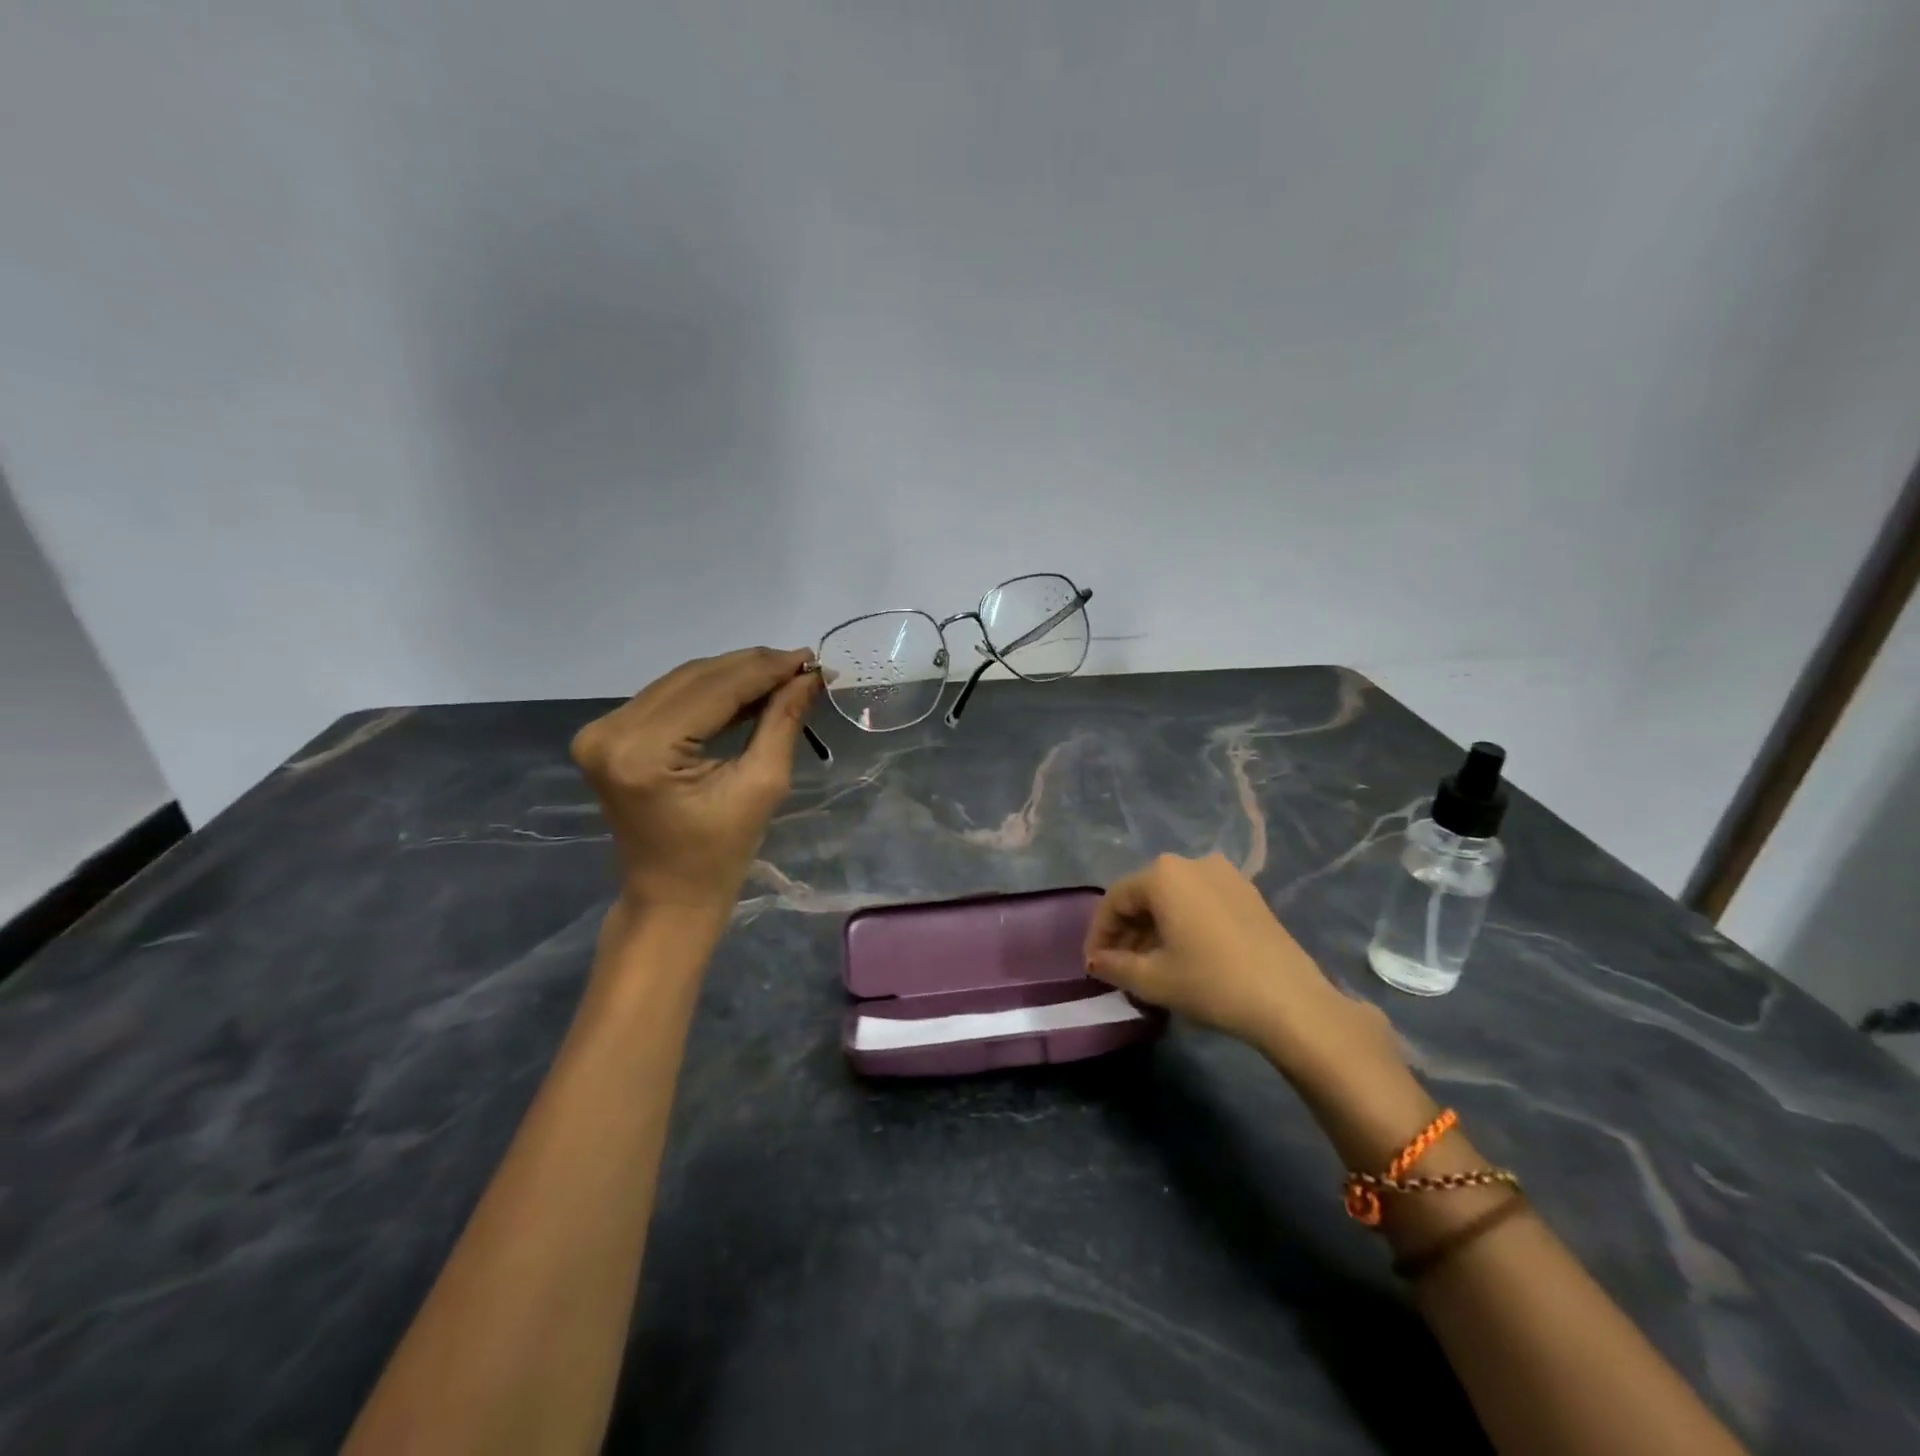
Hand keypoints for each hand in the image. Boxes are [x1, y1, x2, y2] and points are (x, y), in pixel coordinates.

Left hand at [571, 647, 820, 921]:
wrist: (670, 895)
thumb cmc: (721, 854)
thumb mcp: (762, 785)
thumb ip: (782, 721)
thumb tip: (809, 676)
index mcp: (644, 752)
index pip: (715, 690)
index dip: (766, 670)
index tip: (810, 658)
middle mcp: (611, 731)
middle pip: (695, 678)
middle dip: (752, 667)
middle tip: (801, 664)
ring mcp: (602, 731)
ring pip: (682, 681)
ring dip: (733, 675)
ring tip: (782, 674)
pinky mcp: (606, 735)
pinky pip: (668, 697)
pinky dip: (709, 692)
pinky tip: (747, 690)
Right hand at [1084, 853, 1398, 1077]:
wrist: (1290, 1002)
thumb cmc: (1211, 983)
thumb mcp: (1153, 979)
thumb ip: (1115, 966)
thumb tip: (1097, 962)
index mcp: (1163, 874)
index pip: (1115, 900)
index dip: (1099, 934)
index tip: (1094, 966)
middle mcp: (1192, 863)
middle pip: (1145, 895)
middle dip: (1127, 931)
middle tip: (1119, 967)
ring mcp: (1225, 875)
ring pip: (1173, 898)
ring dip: (1154, 929)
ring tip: (1149, 965)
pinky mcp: (1248, 893)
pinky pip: (1200, 902)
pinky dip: (1183, 924)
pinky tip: (1183, 955)